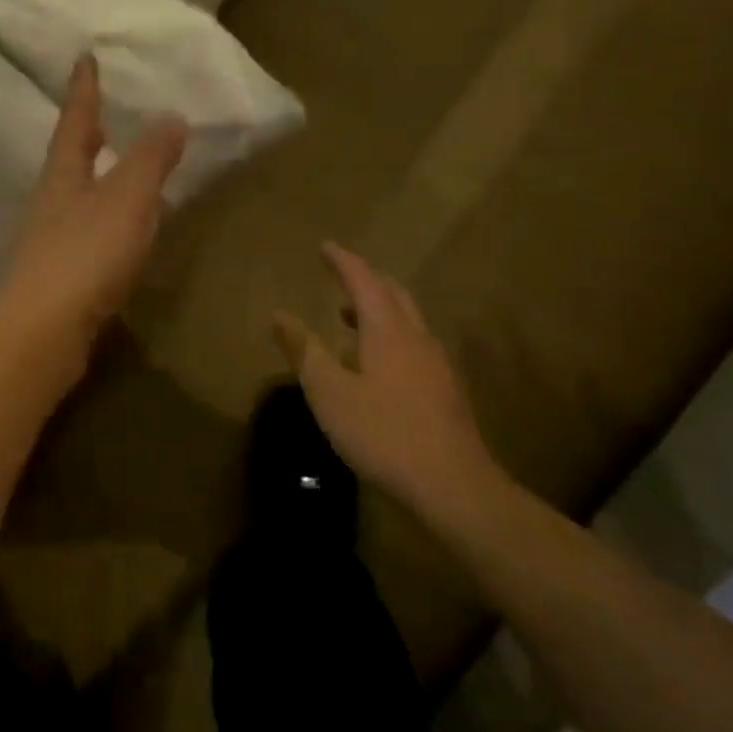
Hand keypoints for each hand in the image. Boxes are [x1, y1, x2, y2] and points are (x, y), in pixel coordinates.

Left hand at [0, 54, 186, 374]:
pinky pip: (82, 235)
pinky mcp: (55, 278)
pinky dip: (101, 222)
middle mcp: (49, 202)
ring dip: (93, 179)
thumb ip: (150, 159)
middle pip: (68, 159)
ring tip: (115, 172)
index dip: (84, 91)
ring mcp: (47, 242)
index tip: (84, 58)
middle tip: (102, 116)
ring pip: (73, 198)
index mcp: (63, 175)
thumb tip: (171, 118)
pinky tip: (115, 236)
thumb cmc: (85, 256)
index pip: (75, 122)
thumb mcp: (127, 199)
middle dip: (85, 135)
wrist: (43, 331)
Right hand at [274, 244, 510, 519]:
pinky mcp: (445, 389)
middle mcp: (417, 338)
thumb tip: (279, 315)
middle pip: (394, 293)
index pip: (364, 281)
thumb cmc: (383, 433)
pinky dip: (391, 334)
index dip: (343, 261)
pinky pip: (414, 343)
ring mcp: (437, 364)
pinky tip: (377, 363)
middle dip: (366, 279)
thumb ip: (304, 351)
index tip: (326, 246)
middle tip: (340, 274)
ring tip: (350, 316)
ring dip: (379, 307)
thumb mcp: (330, 393)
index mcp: (388, 331)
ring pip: (408, 319)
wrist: (452, 484)